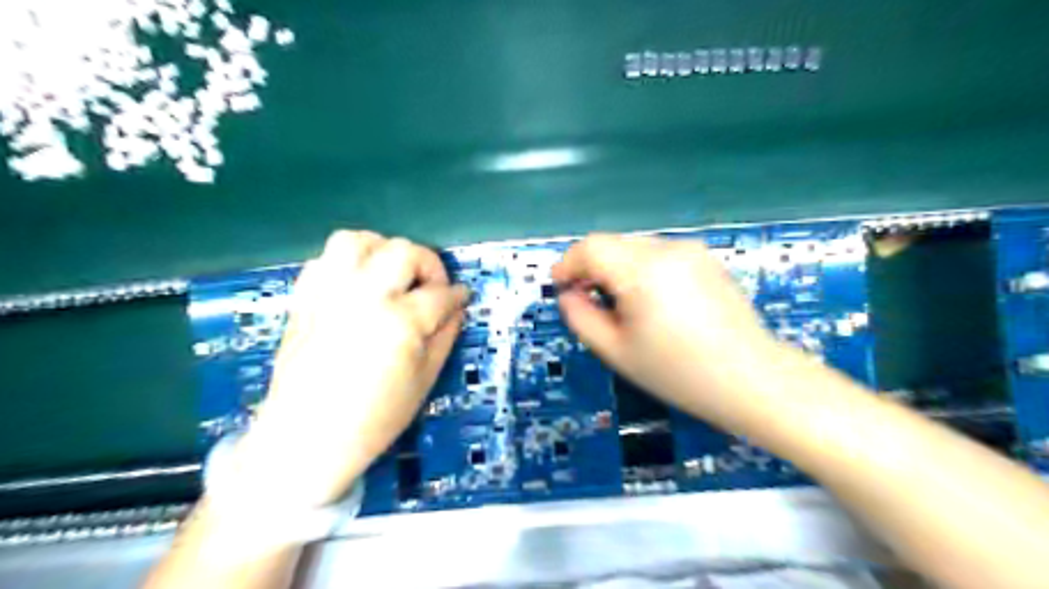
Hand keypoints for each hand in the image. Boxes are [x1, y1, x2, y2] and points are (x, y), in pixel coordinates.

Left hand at [237, 233, 469, 507]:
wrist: (307, 438)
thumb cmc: (375, 418)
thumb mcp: (426, 379)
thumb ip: (446, 335)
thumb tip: (456, 307)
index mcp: (400, 322)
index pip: (440, 294)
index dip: (457, 295)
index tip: (461, 298)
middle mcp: (364, 297)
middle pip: (403, 252)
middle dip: (427, 264)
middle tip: (430, 288)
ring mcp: (330, 294)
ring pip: (357, 241)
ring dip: (382, 251)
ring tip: (391, 274)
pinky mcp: (305, 299)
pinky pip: (324, 260)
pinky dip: (346, 264)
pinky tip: (357, 286)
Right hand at [553, 232, 790, 426]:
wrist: (753, 380)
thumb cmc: (680, 373)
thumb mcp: (616, 351)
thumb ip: (580, 317)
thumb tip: (569, 294)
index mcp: (643, 270)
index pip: (590, 247)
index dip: (568, 264)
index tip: (561, 287)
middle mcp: (668, 249)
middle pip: (612, 244)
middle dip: (591, 268)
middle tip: (588, 301)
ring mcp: (691, 251)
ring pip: (635, 248)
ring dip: (616, 268)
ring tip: (621, 305)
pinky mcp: (706, 259)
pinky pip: (659, 255)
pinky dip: (641, 270)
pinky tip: (651, 302)